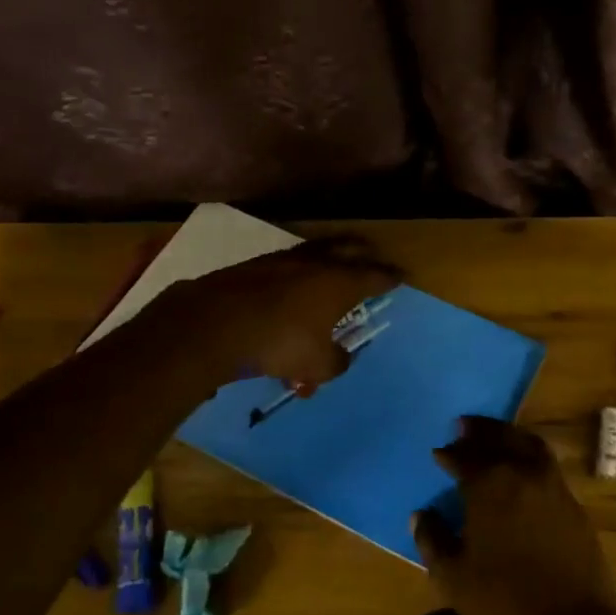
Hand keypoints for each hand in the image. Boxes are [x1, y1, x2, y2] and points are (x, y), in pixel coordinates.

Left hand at [151, 236, 403, 394]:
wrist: (212, 325)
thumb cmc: (278, 343)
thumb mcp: (317, 365)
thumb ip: (336, 361)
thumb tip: (339, 357)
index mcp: (338, 282)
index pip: (374, 276)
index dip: (390, 277)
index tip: (402, 276)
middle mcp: (313, 264)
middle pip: (346, 249)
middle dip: (363, 253)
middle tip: (372, 256)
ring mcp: (280, 261)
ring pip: (313, 255)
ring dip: (326, 261)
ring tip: (331, 267)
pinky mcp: (251, 267)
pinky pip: (284, 269)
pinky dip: (294, 278)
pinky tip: (289, 290)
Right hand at [413, 417, 615, 614]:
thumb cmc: (504, 605)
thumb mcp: (453, 577)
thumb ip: (432, 540)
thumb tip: (422, 515)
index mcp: (490, 486)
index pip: (465, 456)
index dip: (449, 454)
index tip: (439, 453)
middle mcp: (524, 475)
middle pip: (501, 439)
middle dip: (480, 431)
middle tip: (464, 426)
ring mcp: (555, 488)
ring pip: (531, 446)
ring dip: (510, 437)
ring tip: (496, 438)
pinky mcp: (575, 506)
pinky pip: (548, 468)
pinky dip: (531, 457)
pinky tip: (523, 473)